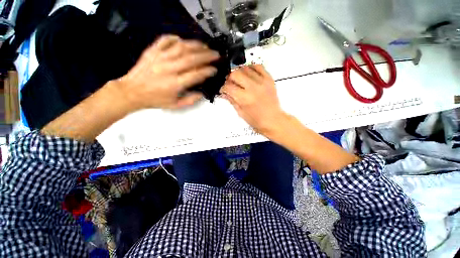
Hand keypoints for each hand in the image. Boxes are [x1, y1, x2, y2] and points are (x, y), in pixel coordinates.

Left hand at [116, 35, 219, 109]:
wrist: (131, 91)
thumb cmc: (155, 99)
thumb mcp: (175, 105)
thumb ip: (190, 100)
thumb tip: (202, 93)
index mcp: (175, 84)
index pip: (196, 75)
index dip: (208, 71)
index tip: (215, 69)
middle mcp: (169, 69)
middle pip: (191, 59)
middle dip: (207, 56)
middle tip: (216, 55)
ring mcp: (160, 58)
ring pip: (181, 47)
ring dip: (196, 45)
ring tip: (205, 46)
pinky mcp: (152, 51)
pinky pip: (165, 40)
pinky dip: (176, 38)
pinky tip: (183, 40)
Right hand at [220, 65, 287, 134]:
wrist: (273, 120)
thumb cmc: (256, 120)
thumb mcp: (241, 113)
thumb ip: (231, 100)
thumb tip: (224, 92)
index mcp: (244, 98)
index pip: (228, 86)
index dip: (223, 88)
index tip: (223, 90)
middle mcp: (252, 87)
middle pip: (235, 73)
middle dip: (229, 78)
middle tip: (231, 84)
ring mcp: (262, 81)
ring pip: (245, 68)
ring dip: (239, 72)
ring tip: (239, 80)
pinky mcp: (269, 79)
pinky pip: (258, 66)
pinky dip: (251, 67)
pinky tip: (249, 74)